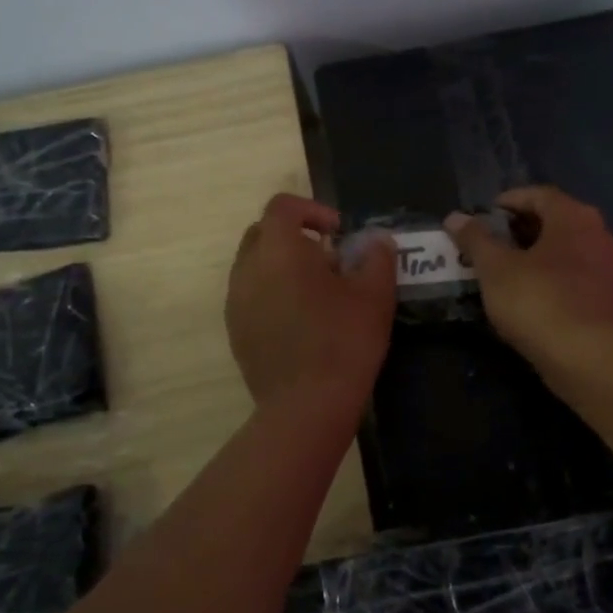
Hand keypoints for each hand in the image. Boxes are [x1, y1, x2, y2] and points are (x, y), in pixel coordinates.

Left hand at [225, 193, 395, 410]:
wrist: (306, 406)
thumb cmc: (344, 342)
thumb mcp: (374, 295)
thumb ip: (377, 258)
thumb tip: (376, 241)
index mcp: (279, 250)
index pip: (283, 207)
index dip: (312, 210)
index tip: (339, 233)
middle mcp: (247, 269)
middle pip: (263, 233)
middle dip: (294, 237)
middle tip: (329, 261)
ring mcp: (236, 302)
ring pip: (254, 267)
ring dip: (282, 267)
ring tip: (317, 293)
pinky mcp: (235, 332)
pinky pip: (251, 297)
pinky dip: (272, 295)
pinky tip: (301, 322)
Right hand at [447, 186, 612, 371]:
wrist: (587, 358)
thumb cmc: (538, 302)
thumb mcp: (495, 268)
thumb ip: (475, 239)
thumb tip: (455, 217)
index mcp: (575, 218)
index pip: (539, 195)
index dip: (509, 201)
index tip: (484, 215)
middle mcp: (601, 235)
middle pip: (557, 221)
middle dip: (523, 230)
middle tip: (491, 244)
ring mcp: (612, 269)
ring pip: (569, 252)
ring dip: (539, 256)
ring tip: (507, 272)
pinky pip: (578, 278)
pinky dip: (554, 279)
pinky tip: (532, 298)